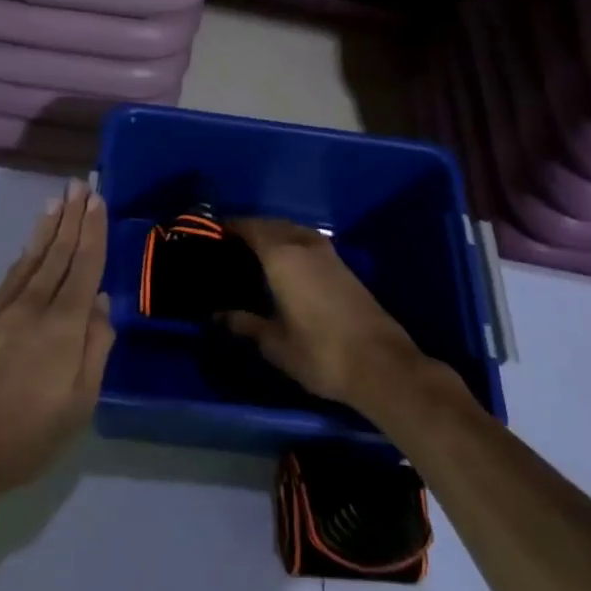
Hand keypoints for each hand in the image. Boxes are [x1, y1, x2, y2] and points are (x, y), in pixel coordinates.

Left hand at [0, 180, 114, 502]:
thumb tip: (101, 301)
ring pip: (33, 258)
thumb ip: (95, 348)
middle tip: (81, 185)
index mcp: (64, 326)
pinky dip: (26, 253)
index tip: (98, 201)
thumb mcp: (80, 402)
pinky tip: (32, 243)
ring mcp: (6, 310)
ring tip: (58, 200)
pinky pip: (12, 276)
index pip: (84, 267)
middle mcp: (35, 307)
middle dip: (73, 218)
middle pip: (59, 253)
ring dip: (49, 227)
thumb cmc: (30, 434)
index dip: (93, 232)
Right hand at [221, 219, 426, 415]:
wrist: (381, 365)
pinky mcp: (343, 267)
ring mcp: (328, 254)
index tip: (209, 237)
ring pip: (291, 232)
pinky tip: (281, 269)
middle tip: (226, 248)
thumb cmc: (319, 352)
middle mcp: (304, 244)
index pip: (248, 228)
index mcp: (282, 256)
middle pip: (270, 225)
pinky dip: (289, 246)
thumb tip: (217, 314)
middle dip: (248, 231)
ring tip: (251, 257)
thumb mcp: (273, 342)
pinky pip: (306, 243)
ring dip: (271, 237)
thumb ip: (243, 323)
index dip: (228, 229)